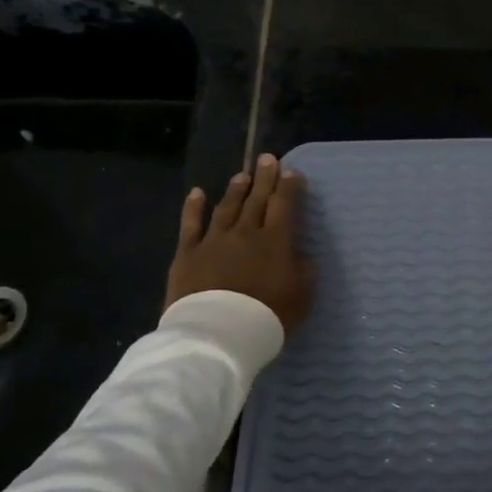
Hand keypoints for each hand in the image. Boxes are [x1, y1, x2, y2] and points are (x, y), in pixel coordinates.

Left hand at [165, 154, 313, 328]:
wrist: (219, 332)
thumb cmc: (268, 315)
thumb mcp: (302, 295)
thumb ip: (303, 270)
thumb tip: (300, 254)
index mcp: (276, 241)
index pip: (284, 205)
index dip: (289, 187)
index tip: (292, 172)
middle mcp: (246, 232)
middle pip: (257, 199)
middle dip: (264, 178)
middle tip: (268, 159)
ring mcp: (214, 241)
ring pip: (227, 207)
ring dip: (236, 189)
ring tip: (242, 174)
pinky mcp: (187, 254)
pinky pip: (190, 225)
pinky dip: (194, 208)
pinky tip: (197, 193)